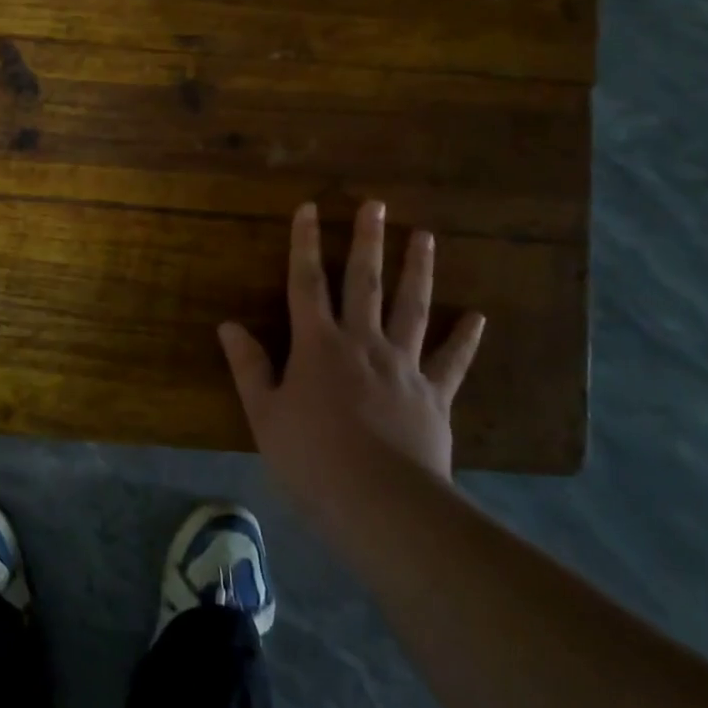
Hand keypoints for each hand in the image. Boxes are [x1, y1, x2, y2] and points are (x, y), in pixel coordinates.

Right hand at [219, 200, 483, 507]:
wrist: (382, 503)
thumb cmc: (311, 458)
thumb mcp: (264, 414)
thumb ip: (248, 366)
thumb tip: (228, 325)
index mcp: (317, 345)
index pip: (306, 282)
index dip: (305, 243)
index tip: (309, 208)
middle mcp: (362, 343)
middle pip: (365, 282)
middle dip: (369, 241)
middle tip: (377, 204)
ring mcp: (404, 366)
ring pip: (412, 309)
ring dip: (418, 271)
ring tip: (426, 237)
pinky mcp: (434, 396)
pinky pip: (452, 362)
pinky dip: (466, 340)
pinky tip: (478, 318)